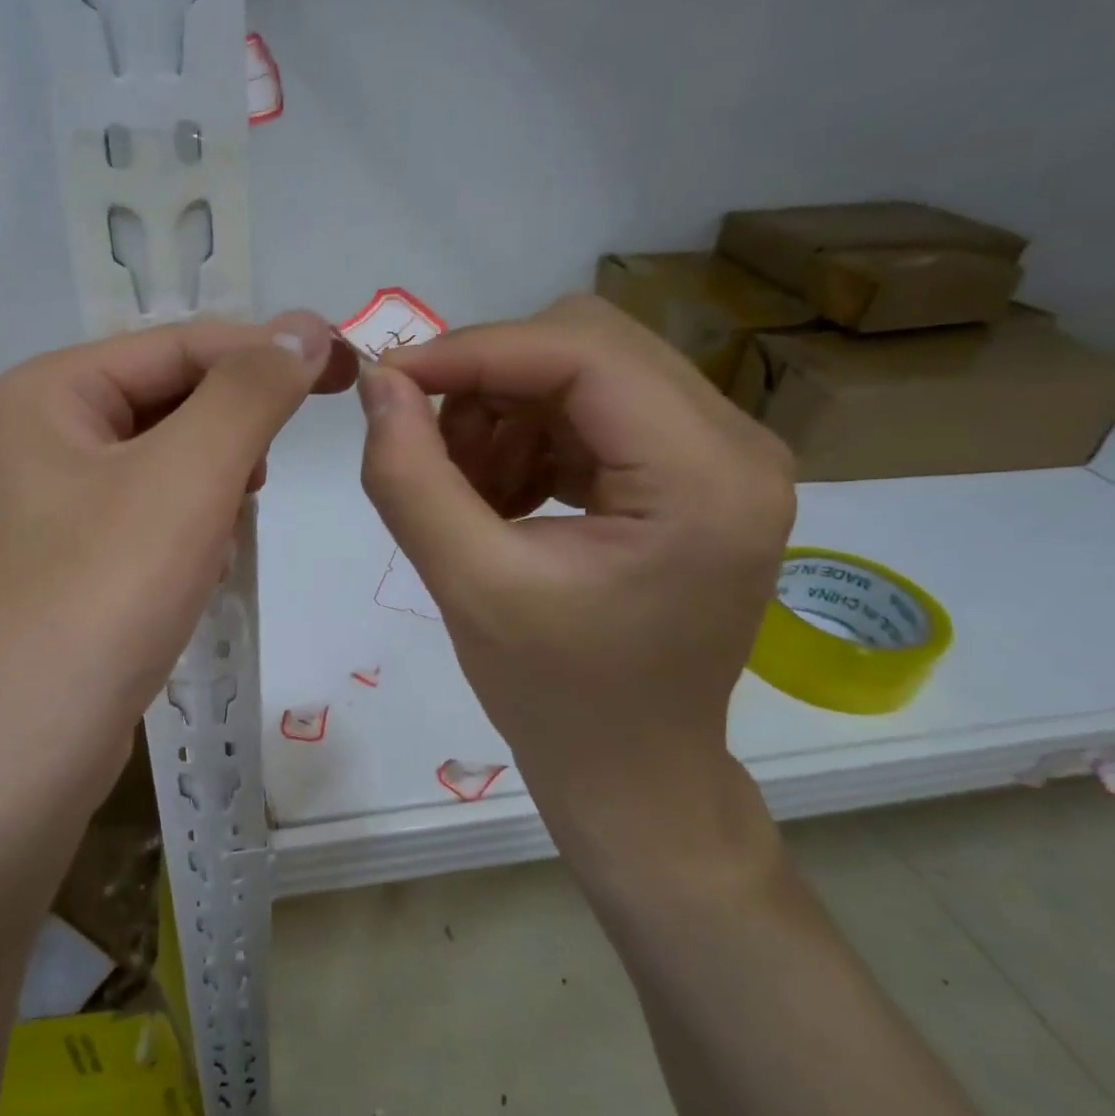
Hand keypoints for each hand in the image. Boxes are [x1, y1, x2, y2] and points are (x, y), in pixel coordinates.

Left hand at [0, 311, 355, 806]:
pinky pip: (150, 518)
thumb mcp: (187, 477)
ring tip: (216, 542)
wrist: (22, 755)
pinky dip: (186, 534)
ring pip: (166, 464)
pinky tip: (191, 578)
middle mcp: (38, 436)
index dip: (268, 352)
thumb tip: (307, 327)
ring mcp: (49, 505)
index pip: (179, 345)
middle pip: (169, 402)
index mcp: (46, 392)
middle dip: (229, 440)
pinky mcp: (68, 563)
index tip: (350, 372)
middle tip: (259, 484)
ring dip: (211, 492)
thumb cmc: (103, 596)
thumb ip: (251, 391)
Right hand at [355, 295, 794, 877]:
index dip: (474, 351)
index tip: (388, 380)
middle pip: (588, 345)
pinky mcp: (691, 474)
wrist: (630, 770)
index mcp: (706, 477)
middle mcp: (736, 446)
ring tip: (466, 495)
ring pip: (583, 372)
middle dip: (490, 385)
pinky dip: (527, 439)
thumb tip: (378, 383)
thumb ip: (410, 477)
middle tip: (433, 454)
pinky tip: (500, 501)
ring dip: (504, 415)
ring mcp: (721, 457)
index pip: (583, 352)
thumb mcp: (467, 585)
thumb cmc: (555, 696)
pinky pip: (590, 412)